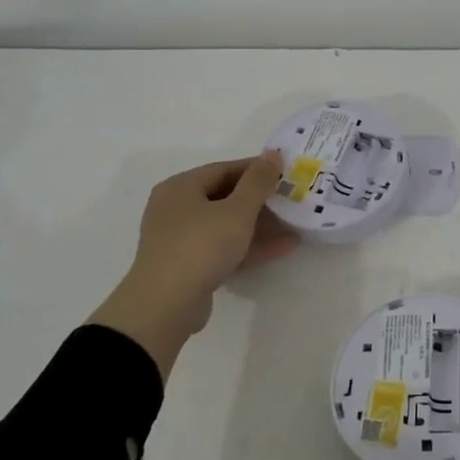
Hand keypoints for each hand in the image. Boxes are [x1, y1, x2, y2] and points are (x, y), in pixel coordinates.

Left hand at [89, 151, 298, 379]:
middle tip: (291, 199)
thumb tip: (273, 153)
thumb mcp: (237, 211)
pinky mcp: (188, 266)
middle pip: (225, 197)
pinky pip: (223, 248)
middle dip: (261, 200)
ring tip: (295, 224)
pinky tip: (283, 247)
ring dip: (260, 225)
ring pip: (226, 225)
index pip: (224, 169)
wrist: (164, 306)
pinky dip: (249, 246)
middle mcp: (175, 209)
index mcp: (181, 187)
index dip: (256, 169)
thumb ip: (258, 181)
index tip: (285, 173)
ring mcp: (180, 240)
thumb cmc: (200, 246)